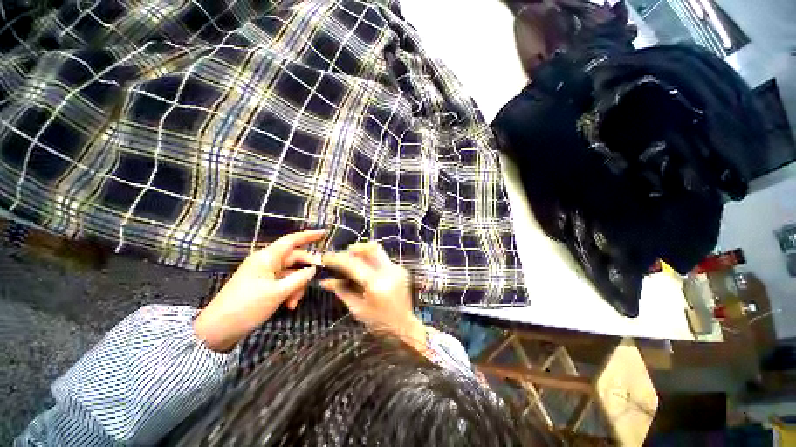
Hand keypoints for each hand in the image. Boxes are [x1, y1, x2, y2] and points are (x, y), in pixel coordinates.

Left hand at [193, 230, 324, 351]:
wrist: (218, 330)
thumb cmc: (247, 306)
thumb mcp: (278, 292)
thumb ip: (299, 278)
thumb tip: (313, 269)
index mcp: (267, 258)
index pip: (291, 240)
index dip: (308, 236)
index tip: (324, 233)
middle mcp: (266, 262)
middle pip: (294, 259)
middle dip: (305, 271)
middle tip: (315, 281)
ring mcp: (264, 274)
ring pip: (291, 273)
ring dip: (297, 286)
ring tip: (293, 303)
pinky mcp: (263, 285)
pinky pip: (284, 282)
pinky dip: (289, 291)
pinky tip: (289, 305)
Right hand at [320, 242, 426, 351]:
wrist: (405, 326)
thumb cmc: (379, 322)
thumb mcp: (357, 309)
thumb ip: (342, 291)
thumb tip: (324, 281)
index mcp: (376, 283)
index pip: (353, 263)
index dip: (337, 258)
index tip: (326, 258)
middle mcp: (388, 271)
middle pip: (370, 247)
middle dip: (353, 249)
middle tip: (343, 258)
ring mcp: (397, 268)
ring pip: (377, 250)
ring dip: (363, 253)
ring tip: (352, 263)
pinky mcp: (401, 269)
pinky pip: (383, 258)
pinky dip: (371, 260)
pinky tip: (366, 271)